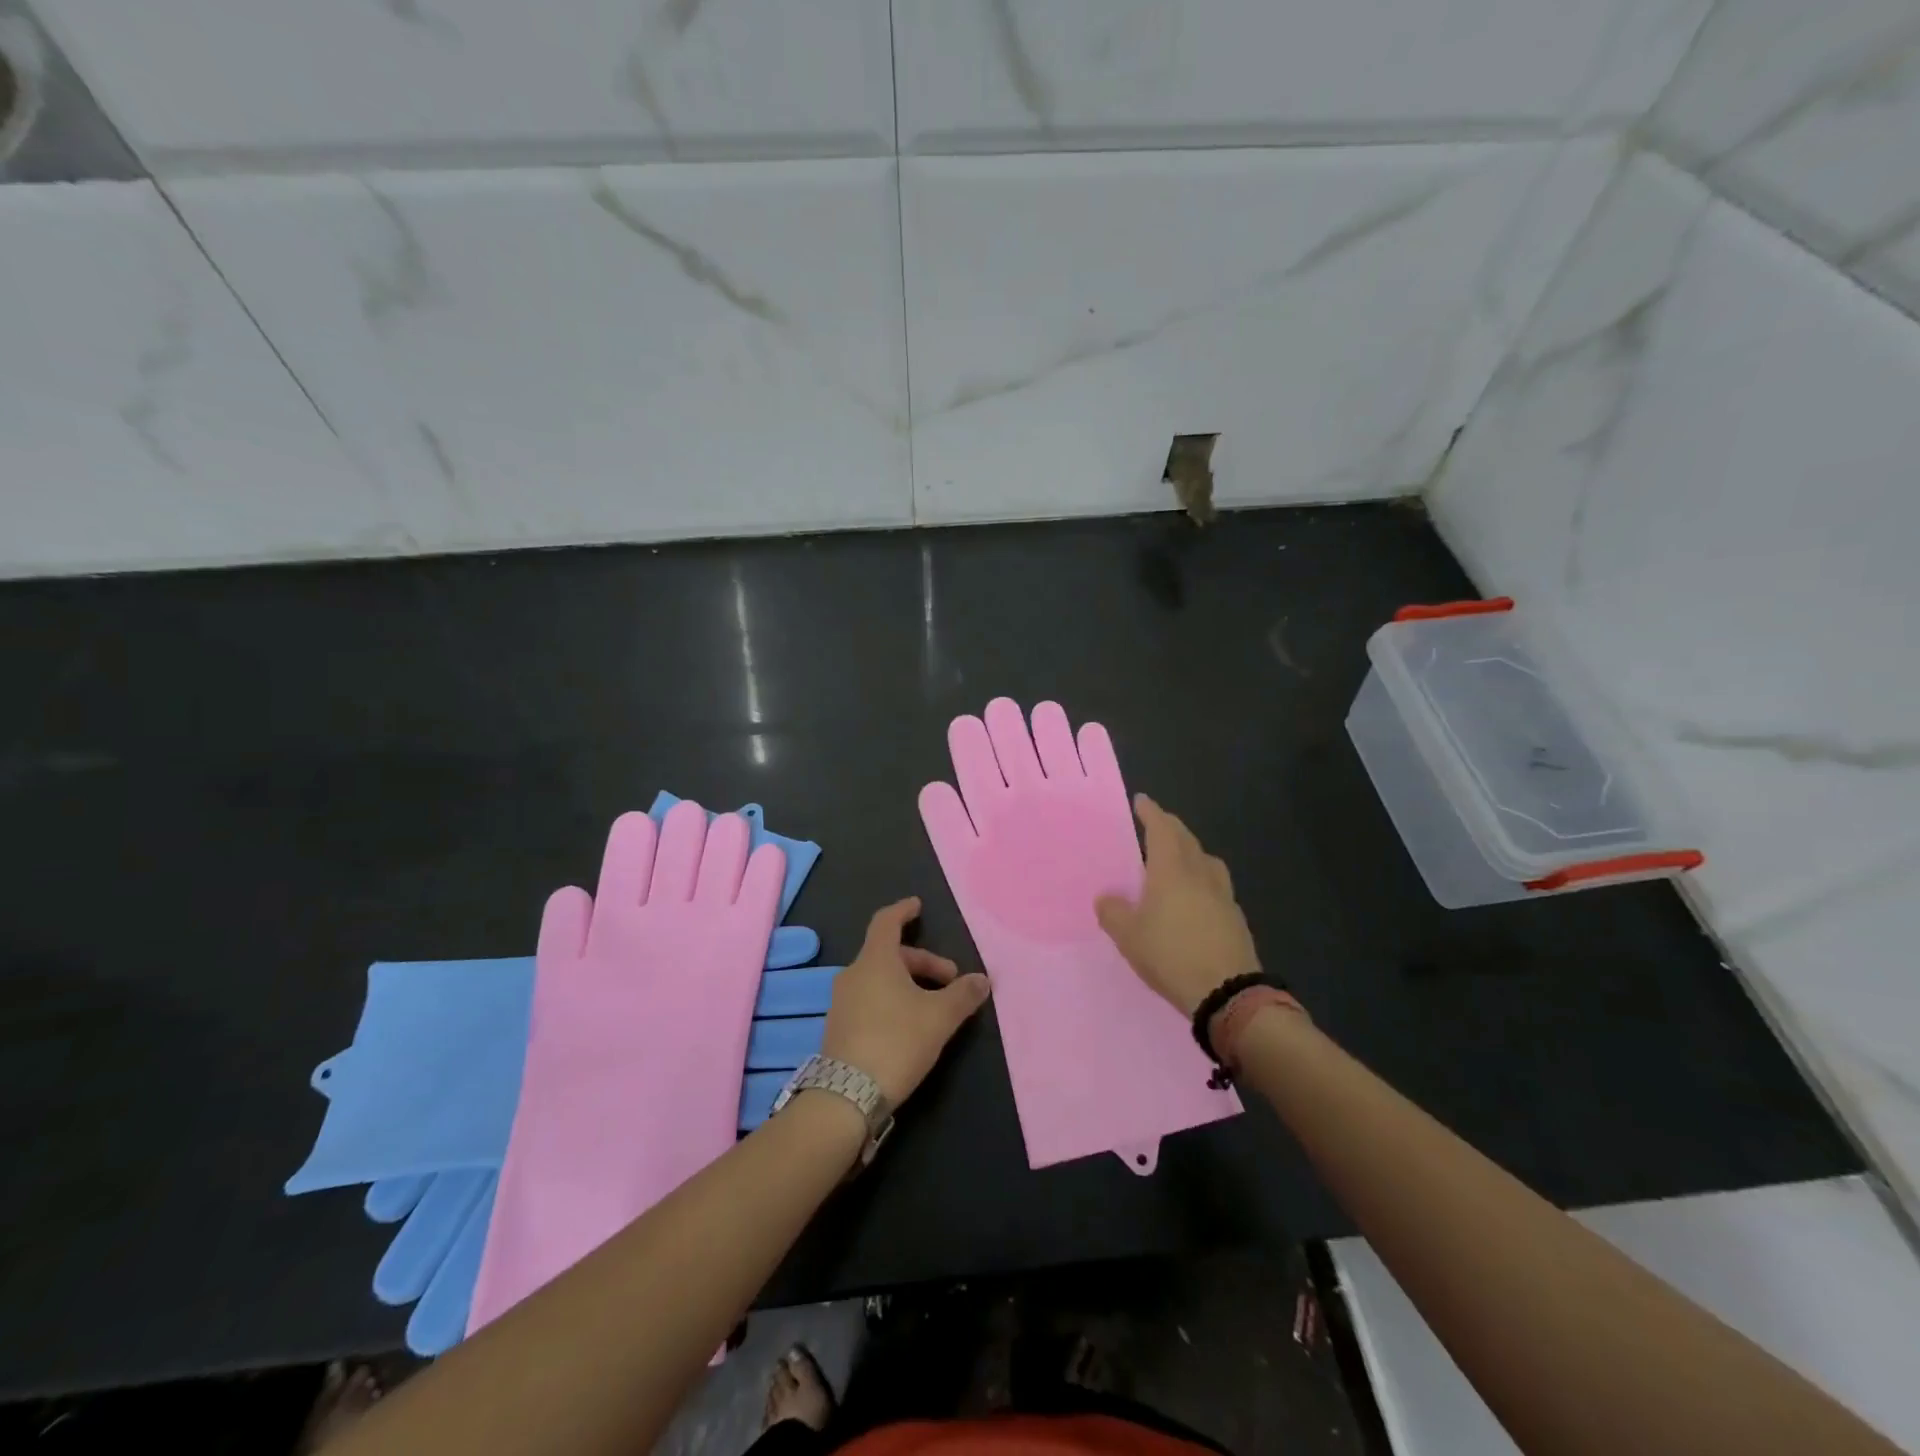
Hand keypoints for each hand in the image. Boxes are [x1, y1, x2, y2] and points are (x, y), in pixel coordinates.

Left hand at [821, 897, 990, 1105]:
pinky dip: (892, 1001)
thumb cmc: (896, 1042)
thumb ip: (963, 995)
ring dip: (908, 984)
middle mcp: (854, 975)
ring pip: (879, 979)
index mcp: (875, 961)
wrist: (846, 1096)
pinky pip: (869, 1000)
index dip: (903, 911)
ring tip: (933, 1007)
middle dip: (922, 962)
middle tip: (950, 981)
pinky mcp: (839, 1028)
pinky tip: (909, 1026)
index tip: (917, 906)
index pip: (886, 922)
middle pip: (889, 954)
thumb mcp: (939, 1018)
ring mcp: (842, 1002)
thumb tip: (982, 979)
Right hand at [1095, 795, 1259, 1015]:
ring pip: (1206, 860)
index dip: (1151, 813)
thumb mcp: (1129, 937)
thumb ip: (1114, 913)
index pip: (1161, 830)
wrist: (1227, 993)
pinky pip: (1216, 883)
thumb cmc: (1171, 956)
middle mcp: (1199, 874)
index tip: (1142, 801)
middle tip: (1157, 822)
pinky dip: (1203, 877)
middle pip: (1186, 839)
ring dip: (1192, 849)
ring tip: (1180, 856)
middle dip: (1171, 826)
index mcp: (1171, 871)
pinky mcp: (1235, 917)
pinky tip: (1197, 894)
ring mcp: (1222, 895)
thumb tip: (1106, 897)